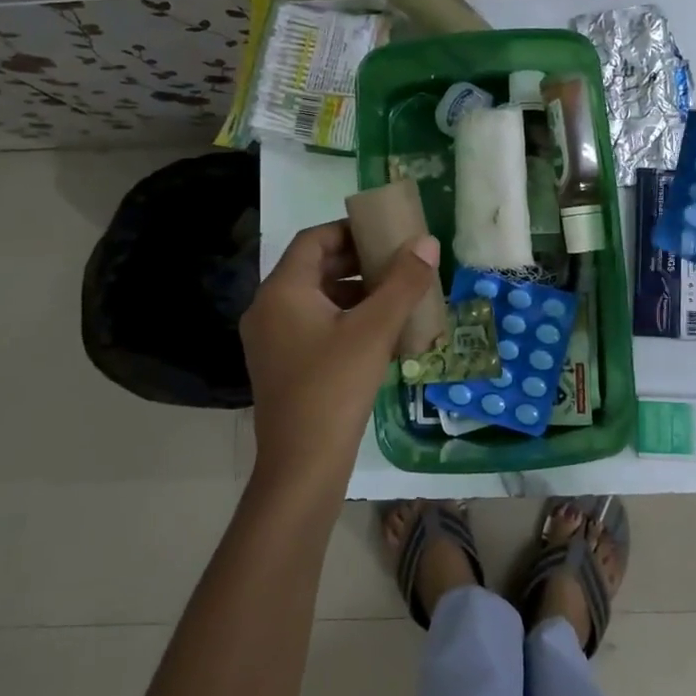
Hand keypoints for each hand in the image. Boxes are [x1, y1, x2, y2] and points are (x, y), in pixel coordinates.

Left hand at [241, 221, 440, 494]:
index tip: (385, 233)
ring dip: (354, 293)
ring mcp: (272, 340)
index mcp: (282, 291)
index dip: (349, 231)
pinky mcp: (282, 366)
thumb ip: (403, 283)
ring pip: (316, 300)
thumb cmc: (334, 387)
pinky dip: (344, 320)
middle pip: (313, 268)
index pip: (313, 240)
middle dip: (357, 262)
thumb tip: (426, 242)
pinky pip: (314, 327)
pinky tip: (379, 334)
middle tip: (397, 263)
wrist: (302, 465)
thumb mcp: (374, 330)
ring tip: (395, 297)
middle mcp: (268, 309)